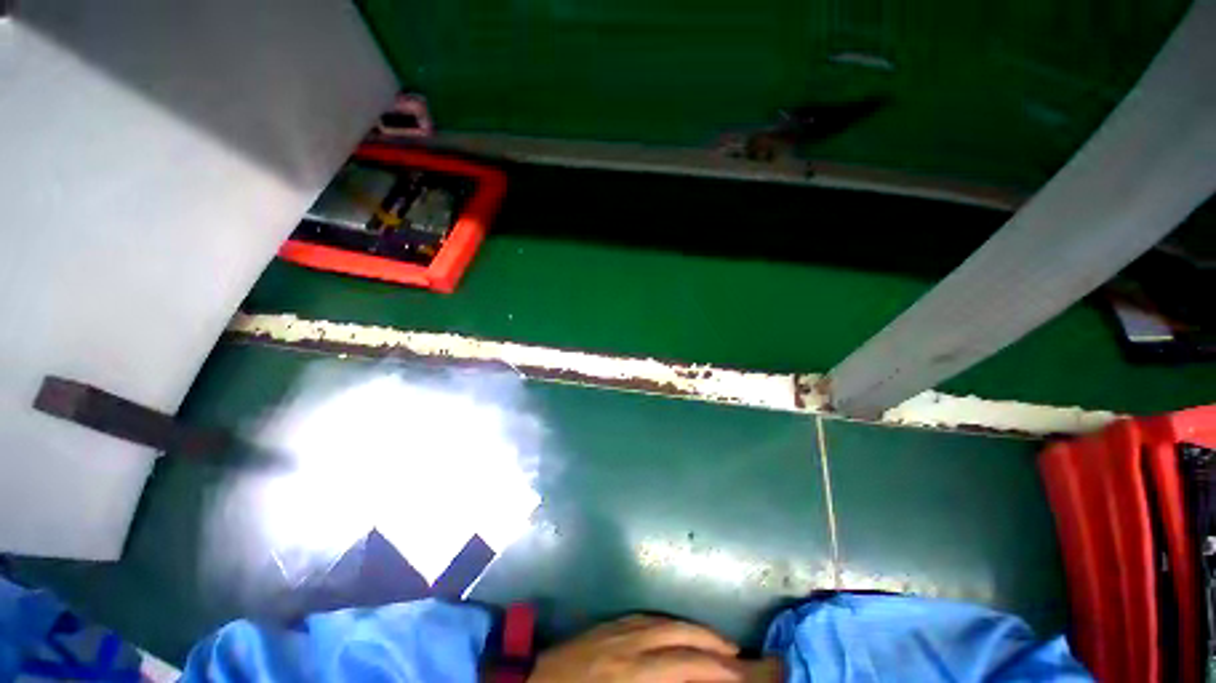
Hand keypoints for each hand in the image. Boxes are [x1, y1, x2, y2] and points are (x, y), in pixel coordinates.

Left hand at [527, 616, 744, 682]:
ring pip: (665, 621)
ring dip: (693, 629)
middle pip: (678, 635)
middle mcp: (629, 643)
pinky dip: (669, 622)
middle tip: (737, 654)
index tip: (740, 674)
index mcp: (631, 672)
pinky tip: (676, 629)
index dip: (715, 669)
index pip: (684, 665)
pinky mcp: (607, 624)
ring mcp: (617, 629)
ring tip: (715, 640)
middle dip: (711, 642)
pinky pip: (646, 617)